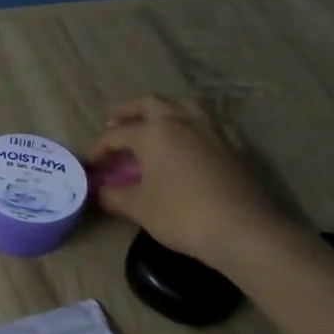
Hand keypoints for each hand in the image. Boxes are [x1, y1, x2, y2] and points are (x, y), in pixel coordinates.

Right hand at [86, 96, 285, 266]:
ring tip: (149, 125)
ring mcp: (210, 130)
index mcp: (154, 131)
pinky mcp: (230, 145)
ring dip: (160, 111)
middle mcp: (181, 121)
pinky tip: (182, 144)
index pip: (116, 134)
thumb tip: (99, 192)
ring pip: (180, 106)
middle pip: (149, 104)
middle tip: (113, 123)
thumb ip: (114, 196)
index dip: (98, 148)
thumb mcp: (139, 208)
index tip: (89, 164)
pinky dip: (184, 126)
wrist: (243, 229)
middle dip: (128, 112)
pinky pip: (201, 123)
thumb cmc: (181, 214)